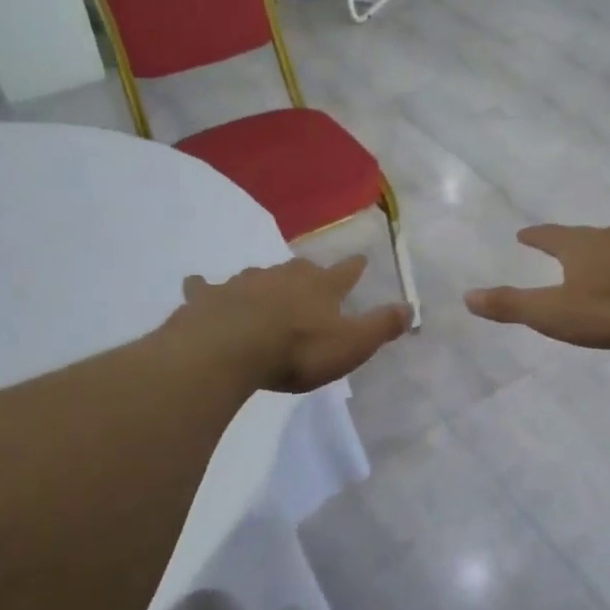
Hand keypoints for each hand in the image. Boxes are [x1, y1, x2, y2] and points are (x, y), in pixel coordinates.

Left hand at [180, 255, 409, 392]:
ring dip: (264, 282)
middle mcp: (283, 276)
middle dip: (307, 274)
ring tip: (263, 289)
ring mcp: (243, 283)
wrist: (229, 350)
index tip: (360, 259)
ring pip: (258, 276)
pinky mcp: (208, 297)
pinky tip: (199, 286)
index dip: (354, 268)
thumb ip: (381, 326)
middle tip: (310, 278)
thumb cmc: (297, 350)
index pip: (344, 272)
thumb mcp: (352, 344)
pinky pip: (206, 287)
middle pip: (300, 269)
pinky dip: (206, 288)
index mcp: (320, 287)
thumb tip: (410, 306)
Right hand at [464, 224, 609, 348]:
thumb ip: (513, 306)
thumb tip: (467, 297)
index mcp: (579, 246)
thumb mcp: (554, 313)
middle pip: (586, 236)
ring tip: (604, 263)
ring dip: (608, 253)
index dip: (535, 236)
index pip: (549, 236)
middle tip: (564, 246)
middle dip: (573, 242)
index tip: (524, 234)